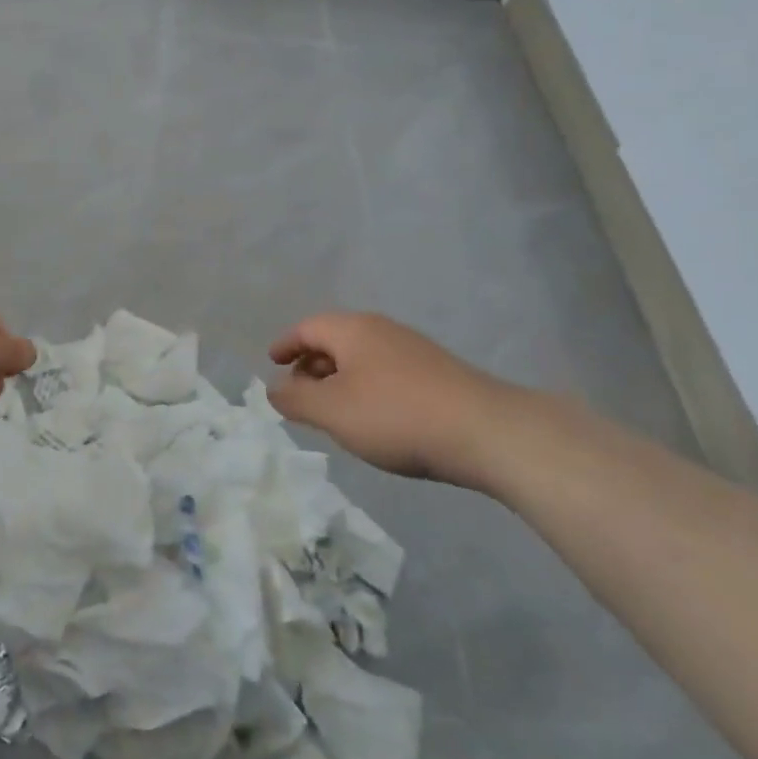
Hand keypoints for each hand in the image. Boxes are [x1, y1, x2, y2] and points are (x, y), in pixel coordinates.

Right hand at [268, 313, 535, 487]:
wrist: (486, 431)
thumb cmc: (396, 416)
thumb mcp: (332, 411)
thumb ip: (295, 399)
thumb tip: (273, 387)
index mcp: (353, 330)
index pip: (307, 327)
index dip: (286, 344)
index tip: (272, 362)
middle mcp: (382, 330)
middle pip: (335, 339)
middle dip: (311, 363)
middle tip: (297, 391)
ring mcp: (413, 350)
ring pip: (362, 357)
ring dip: (339, 378)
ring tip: (331, 409)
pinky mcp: (437, 373)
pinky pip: (385, 371)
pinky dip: (366, 387)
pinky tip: (373, 417)